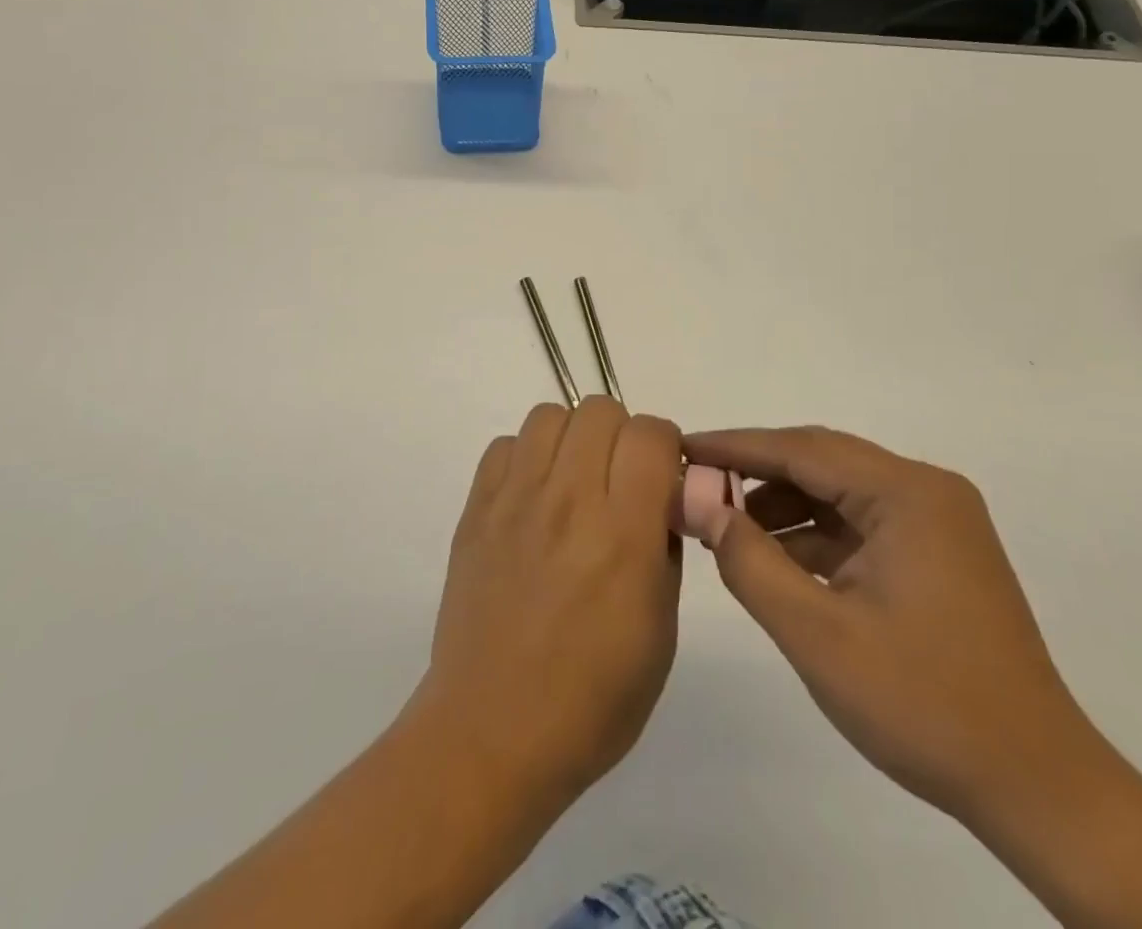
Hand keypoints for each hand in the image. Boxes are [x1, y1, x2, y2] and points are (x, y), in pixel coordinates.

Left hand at [413, 399, 683, 810]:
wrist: (493, 732)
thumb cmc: (592, 698)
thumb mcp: (661, 631)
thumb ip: (665, 548)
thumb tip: (659, 500)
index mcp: (622, 533)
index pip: (650, 433)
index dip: (664, 447)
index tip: (662, 479)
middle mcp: (568, 500)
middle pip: (599, 408)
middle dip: (621, 435)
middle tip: (619, 481)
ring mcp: (515, 500)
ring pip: (549, 414)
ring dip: (572, 439)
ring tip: (574, 483)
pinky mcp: (476, 509)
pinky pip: (506, 445)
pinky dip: (527, 458)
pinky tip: (533, 500)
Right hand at [684, 426, 1098, 826]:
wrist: (1039, 789)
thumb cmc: (925, 705)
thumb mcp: (819, 635)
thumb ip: (751, 562)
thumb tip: (702, 506)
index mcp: (907, 494)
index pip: (802, 450)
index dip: (736, 447)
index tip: (682, 447)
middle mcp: (926, 492)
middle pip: (822, 462)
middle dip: (756, 472)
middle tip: (696, 482)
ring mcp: (937, 523)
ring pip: (840, 493)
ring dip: (783, 505)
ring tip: (726, 527)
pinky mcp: (938, 555)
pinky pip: (860, 524)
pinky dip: (814, 535)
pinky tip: (776, 559)